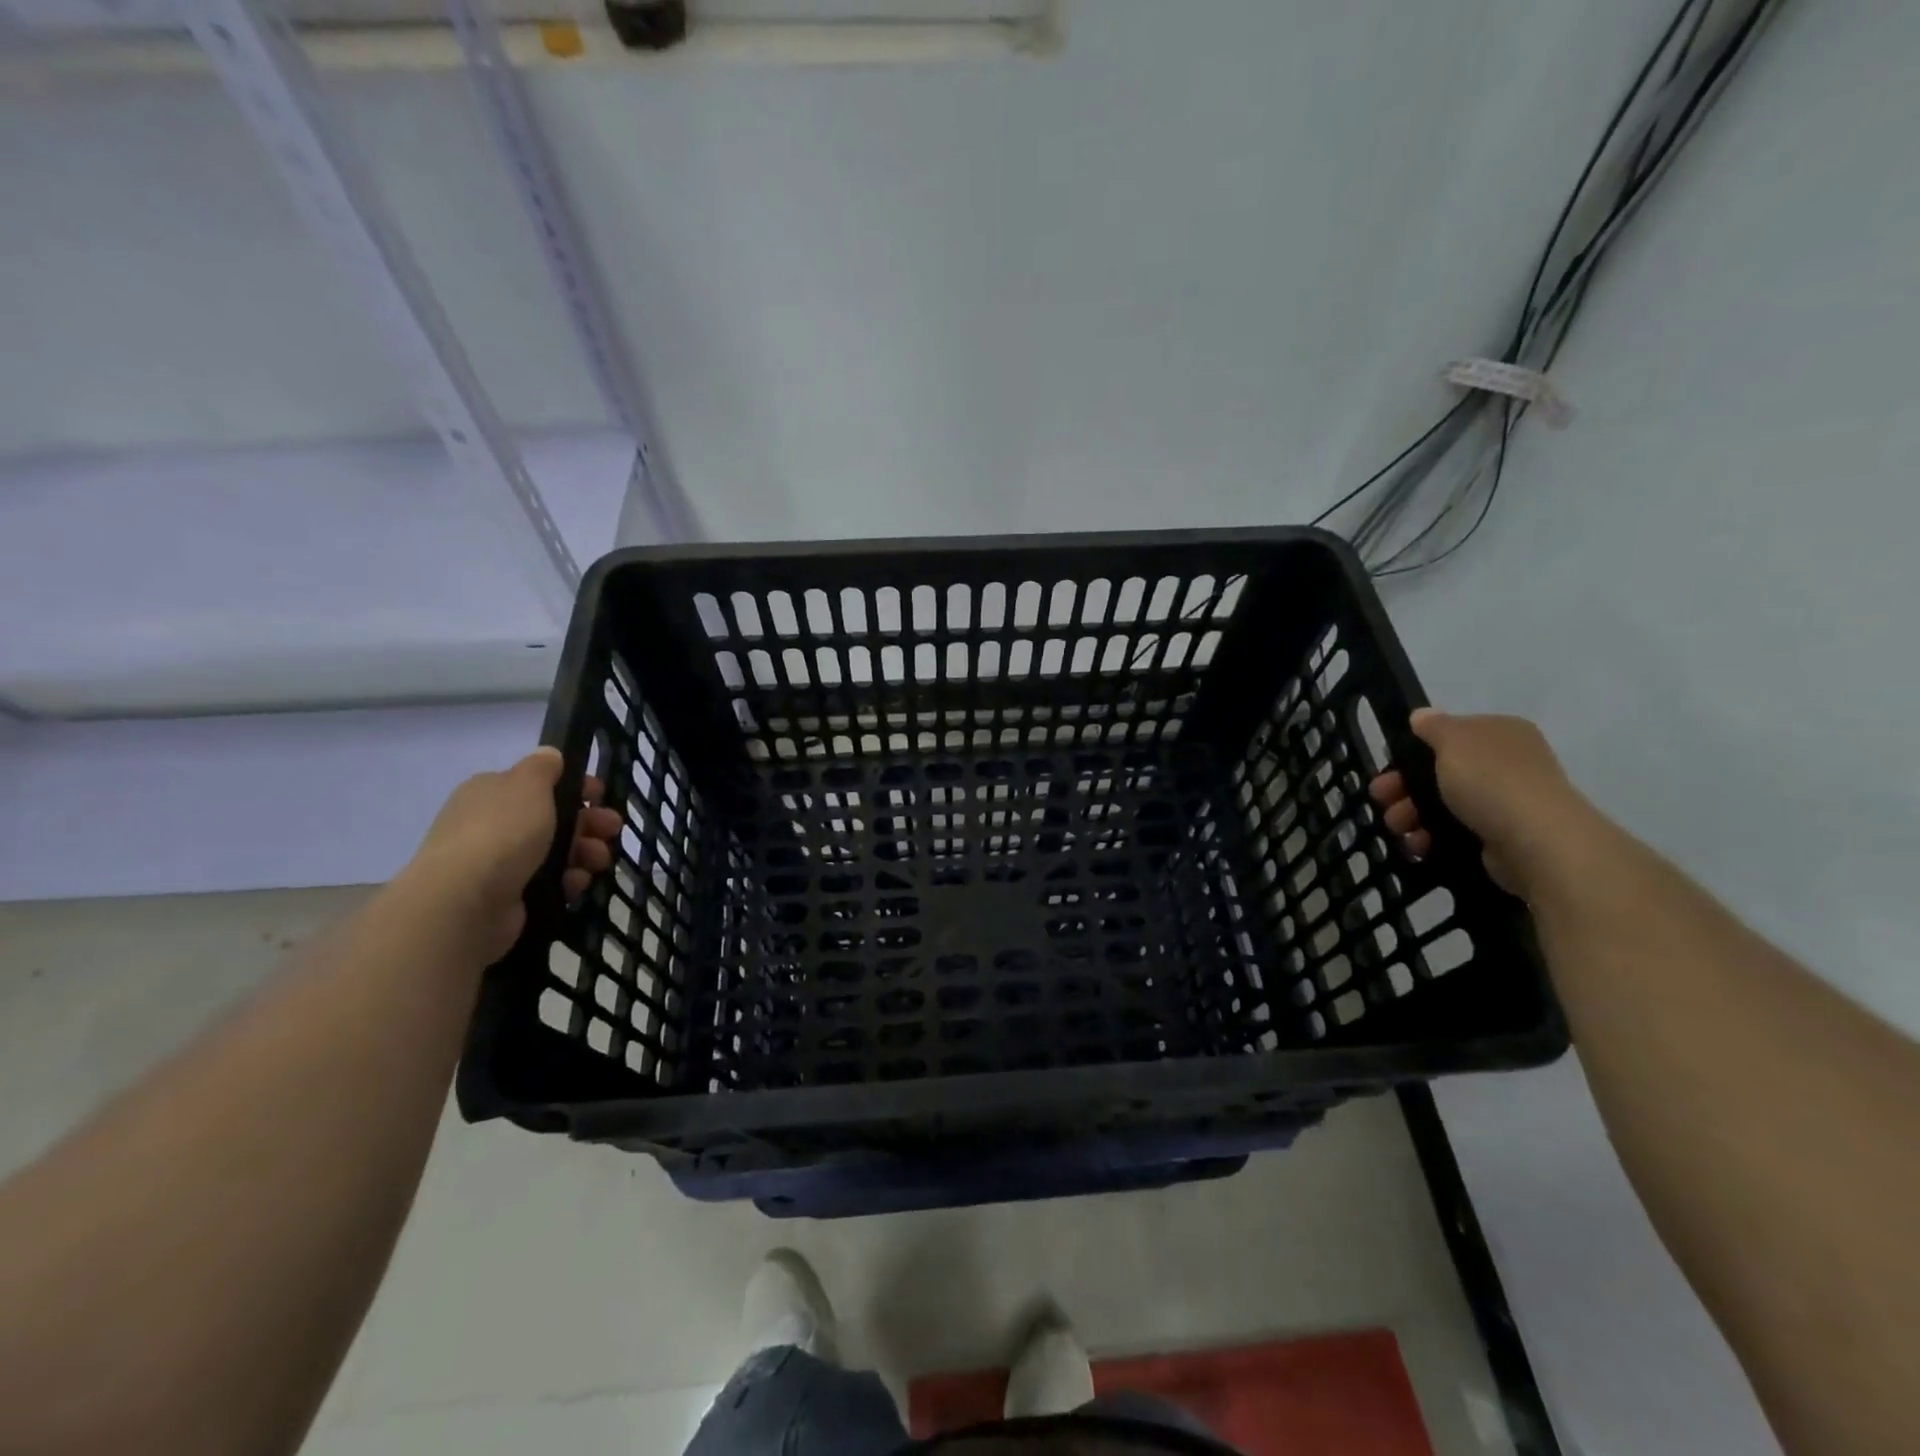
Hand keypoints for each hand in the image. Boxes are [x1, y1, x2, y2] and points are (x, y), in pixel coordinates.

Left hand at [399, 747, 622, 960]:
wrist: (467, 900)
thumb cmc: (502, 832)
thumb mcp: (528, 784)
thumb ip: (543, 767)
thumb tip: (549, 754)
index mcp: (492, 793)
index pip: (539, 785)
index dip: (574, 788)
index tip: (600, 796)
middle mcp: (491, 825)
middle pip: (553, 819)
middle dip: (588, 823)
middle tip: (612, 830)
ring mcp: (499, 863)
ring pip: (556, 852)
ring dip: (584, 853)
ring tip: (598, 861)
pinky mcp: (509, 896)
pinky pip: (549, 883)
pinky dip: (568, 881)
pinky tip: (576, 883)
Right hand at [1368, 709, 1591, 898]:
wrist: (1536, 842)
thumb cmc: (1491, 781)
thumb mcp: (1453, 740)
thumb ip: (1433, 726)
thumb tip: (1422, 715)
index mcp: (1500, 734)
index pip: (1448, 737)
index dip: (1413, 751)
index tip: (1387, 767)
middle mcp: (1506, 765)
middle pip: (1439, 773)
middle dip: (1403, 787)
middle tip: (1381, 799)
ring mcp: (1504, 803)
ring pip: (1442, 805)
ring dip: (1411, 815)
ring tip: (1397, 828)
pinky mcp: (1499, 838)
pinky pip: (1454, 833)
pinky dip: (1431, 837)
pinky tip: (1418, 844)